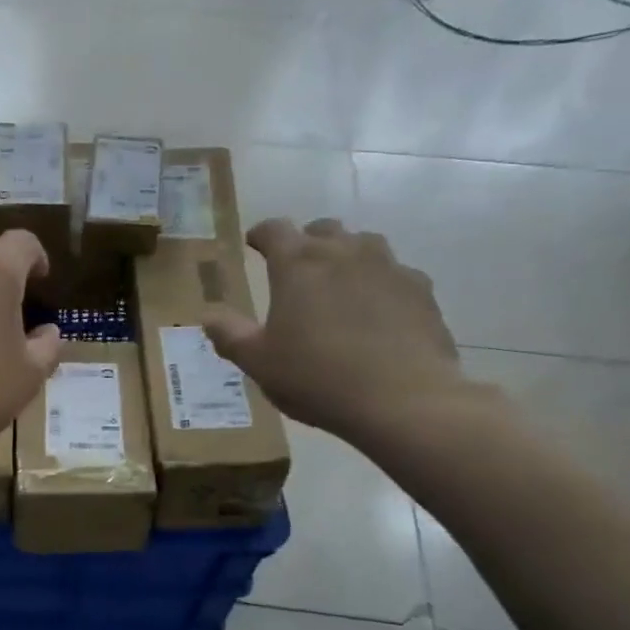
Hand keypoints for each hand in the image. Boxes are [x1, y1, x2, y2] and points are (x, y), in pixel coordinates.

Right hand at [203, 218, 470, 444]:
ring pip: (363, 245)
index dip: (261, 234)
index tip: (253, 244)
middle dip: (306, 242)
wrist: (403, 400)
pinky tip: (377, 312)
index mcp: (298, 264)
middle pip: (322, 229)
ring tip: (338, 286)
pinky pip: (395, 274)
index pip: (275, 229)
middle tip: (296, 270)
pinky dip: (380, 283)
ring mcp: (388, 267)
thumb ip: (229, 334)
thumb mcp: (258, 362)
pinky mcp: (421, 290)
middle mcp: (344, 252)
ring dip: (346, 256)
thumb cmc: (317, 378)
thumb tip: (207, 315)